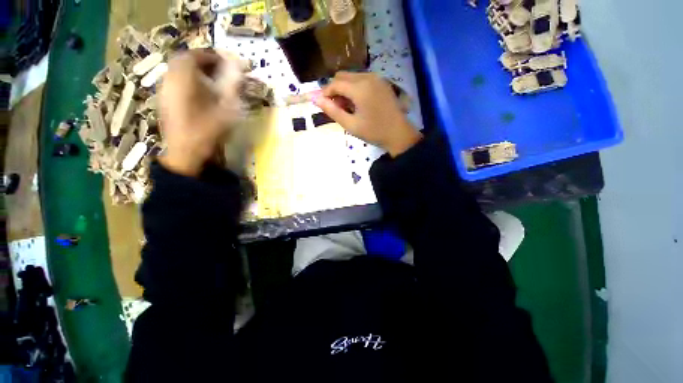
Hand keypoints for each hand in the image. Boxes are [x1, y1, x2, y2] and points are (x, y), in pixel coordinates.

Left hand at [159, 49, 243, 175]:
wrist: (185, 154)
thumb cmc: (207, 132)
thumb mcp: (226, 110)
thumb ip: (232, 87)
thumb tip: (238, 68)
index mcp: (183, 80)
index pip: (194, 56)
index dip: (211, 56)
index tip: (227, 63)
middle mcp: (170, 80)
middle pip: (184, 60)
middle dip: (203, 62)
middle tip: (220, 71)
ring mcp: (165, 91)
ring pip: (179, 71)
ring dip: (196, 71)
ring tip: (213, 81)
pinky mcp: (165, 101)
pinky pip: (176, 82)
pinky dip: (190, 81)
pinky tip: (201, 93)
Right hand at [314, 72, 421, 156]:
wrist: (398, 134)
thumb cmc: (374, 131)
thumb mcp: (351, 125)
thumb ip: (332, 111)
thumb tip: (316, 99)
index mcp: (359, 88)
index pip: (335, 83)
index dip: (325, 93)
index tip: (323, 105)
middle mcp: (367, 77)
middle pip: (342, 76)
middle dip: (335, 90)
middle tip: (337, 108)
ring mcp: (376, 78)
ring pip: (352, 77)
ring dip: (345, 88)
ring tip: (347, 107)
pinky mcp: (382, 82)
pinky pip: (362, 79)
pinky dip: (355, 88)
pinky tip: (358, 103)